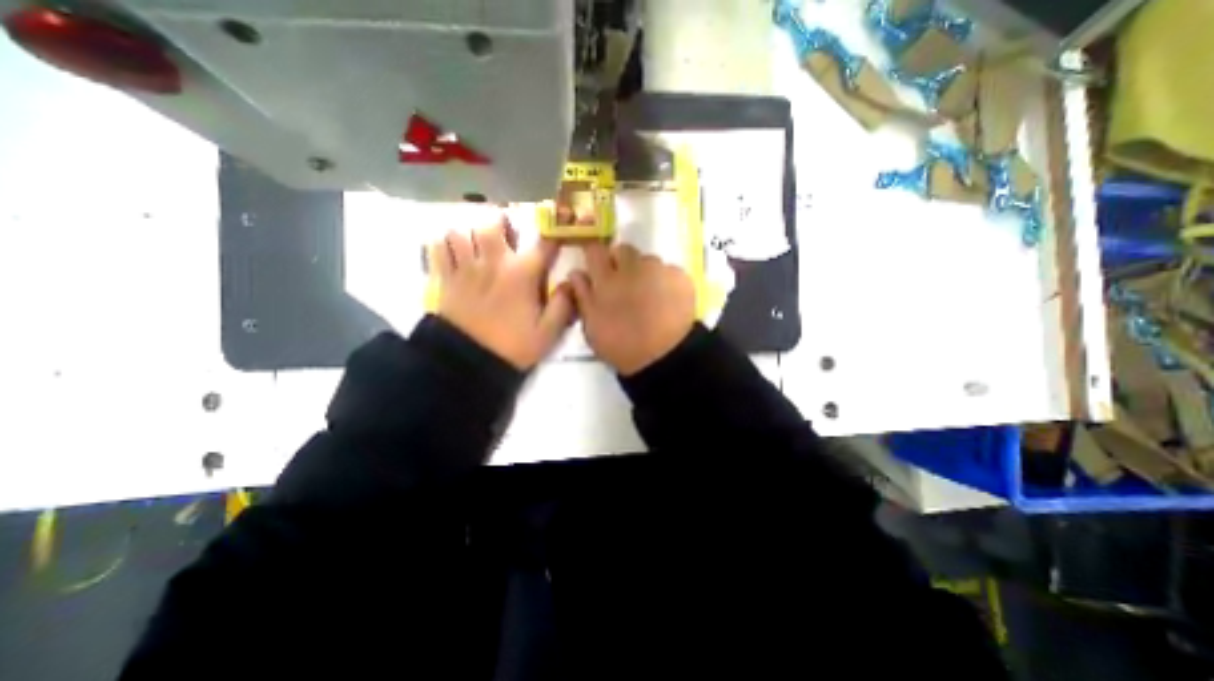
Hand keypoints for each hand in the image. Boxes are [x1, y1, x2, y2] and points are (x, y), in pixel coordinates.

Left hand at [428, 216, 573, 370]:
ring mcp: (466, 269)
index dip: (553, 234)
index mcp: (522, 274)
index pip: (543, 245)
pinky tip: (453, 252)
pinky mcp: (445, 279)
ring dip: (471, 232)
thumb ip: (563, 305)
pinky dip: (444, 245)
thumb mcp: (547, 332)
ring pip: (462, 231)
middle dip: (501, 222)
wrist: (470, 363)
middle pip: (492, 225)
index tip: (557, 232)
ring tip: (477, 242)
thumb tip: (572, 282)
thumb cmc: (513, 346)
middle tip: (505, 232)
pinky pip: (438, 250)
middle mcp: (493, 263)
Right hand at [567, 242, 692, 375]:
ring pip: (648, 261)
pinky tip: (667, 302)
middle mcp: (633, 267)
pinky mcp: (681, 278)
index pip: (595, 250)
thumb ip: (583, 296)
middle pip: (623, 250)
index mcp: (607, 279)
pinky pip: (669, 271)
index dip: (594, 255)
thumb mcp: (592, 327)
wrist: (665, 358)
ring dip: (644, 272)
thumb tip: (576, 273)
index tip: (597, 266)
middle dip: (620, 261)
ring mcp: (659, 270)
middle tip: (623, 284)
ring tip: (649, 297)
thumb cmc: (622, 346)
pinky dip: (666, 282)